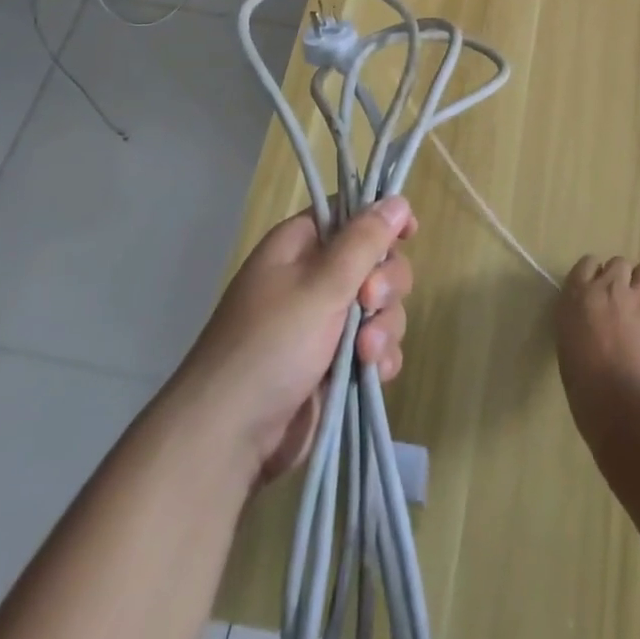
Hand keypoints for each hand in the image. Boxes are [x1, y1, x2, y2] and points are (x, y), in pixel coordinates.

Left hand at [177, 197, 416, 485]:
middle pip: (375, 260)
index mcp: (301, 247)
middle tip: (369, 303)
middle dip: (385, 283)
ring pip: (380, 306)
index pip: (351, 213)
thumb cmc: (270, 346)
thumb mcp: (320, 286)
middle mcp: (315, 278)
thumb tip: (397, 200)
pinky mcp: (336, 363)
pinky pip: (376, 345)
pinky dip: (380, 356)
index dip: (382, 219)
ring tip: (365, 353)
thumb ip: (364, 242)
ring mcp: (326, 323)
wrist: (230, 439)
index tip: (409, 233)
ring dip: (384, 326)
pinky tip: (374, 373)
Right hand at [555, 255, 639, 450]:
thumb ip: (580, 327)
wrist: (627, 404)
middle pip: (618, 264)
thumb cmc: (587, 390)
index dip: (594, 276)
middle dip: (621, 279)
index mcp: (577, 298)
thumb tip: (592, 328)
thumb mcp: (570, 351)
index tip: (596, 292)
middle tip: (621, 304)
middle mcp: (608, 288)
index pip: (586, 265)